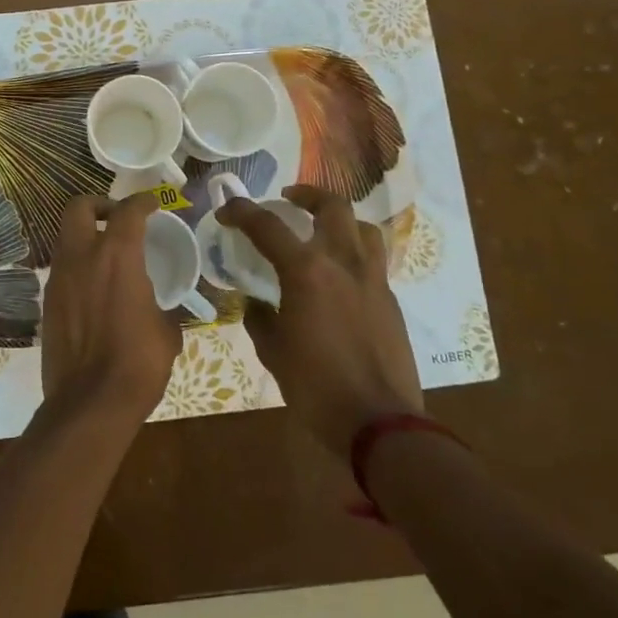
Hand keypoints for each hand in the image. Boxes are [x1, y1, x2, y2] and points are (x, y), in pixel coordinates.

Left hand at [40, 193, 181, 422]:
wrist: (90, 402)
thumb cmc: (138, 363)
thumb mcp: (167, 332)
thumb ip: (162, 306)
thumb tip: (161, 308)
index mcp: (117, 256)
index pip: (129, 211)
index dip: (143, 201)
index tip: (153, 203)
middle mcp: (82, 257)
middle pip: (79, 208)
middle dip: (99, 205)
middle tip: (118, 219)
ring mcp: (59, 278)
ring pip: (66, 238)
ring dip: (86, 237)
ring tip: (109, 256)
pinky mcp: (48, 302)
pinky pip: (62, 268)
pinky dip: (78, 266)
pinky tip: (96, 288)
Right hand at [216, 184, 421, 459]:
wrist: (380, 423)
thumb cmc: (316, 387)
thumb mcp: (273, 352)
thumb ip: (260, 318)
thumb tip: (256, 303)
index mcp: (307, 272)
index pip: (268, 226)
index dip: (242, 212)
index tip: (226, 211)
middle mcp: (343, 263)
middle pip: (331, 207)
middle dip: (307, 194)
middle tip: (288, 199)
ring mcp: (373, 280)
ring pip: (363, 227)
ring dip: (340, 219)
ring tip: (322, 230)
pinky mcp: (390, 300)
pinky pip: (373, 260)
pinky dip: (354, 253)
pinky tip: (340, 276)